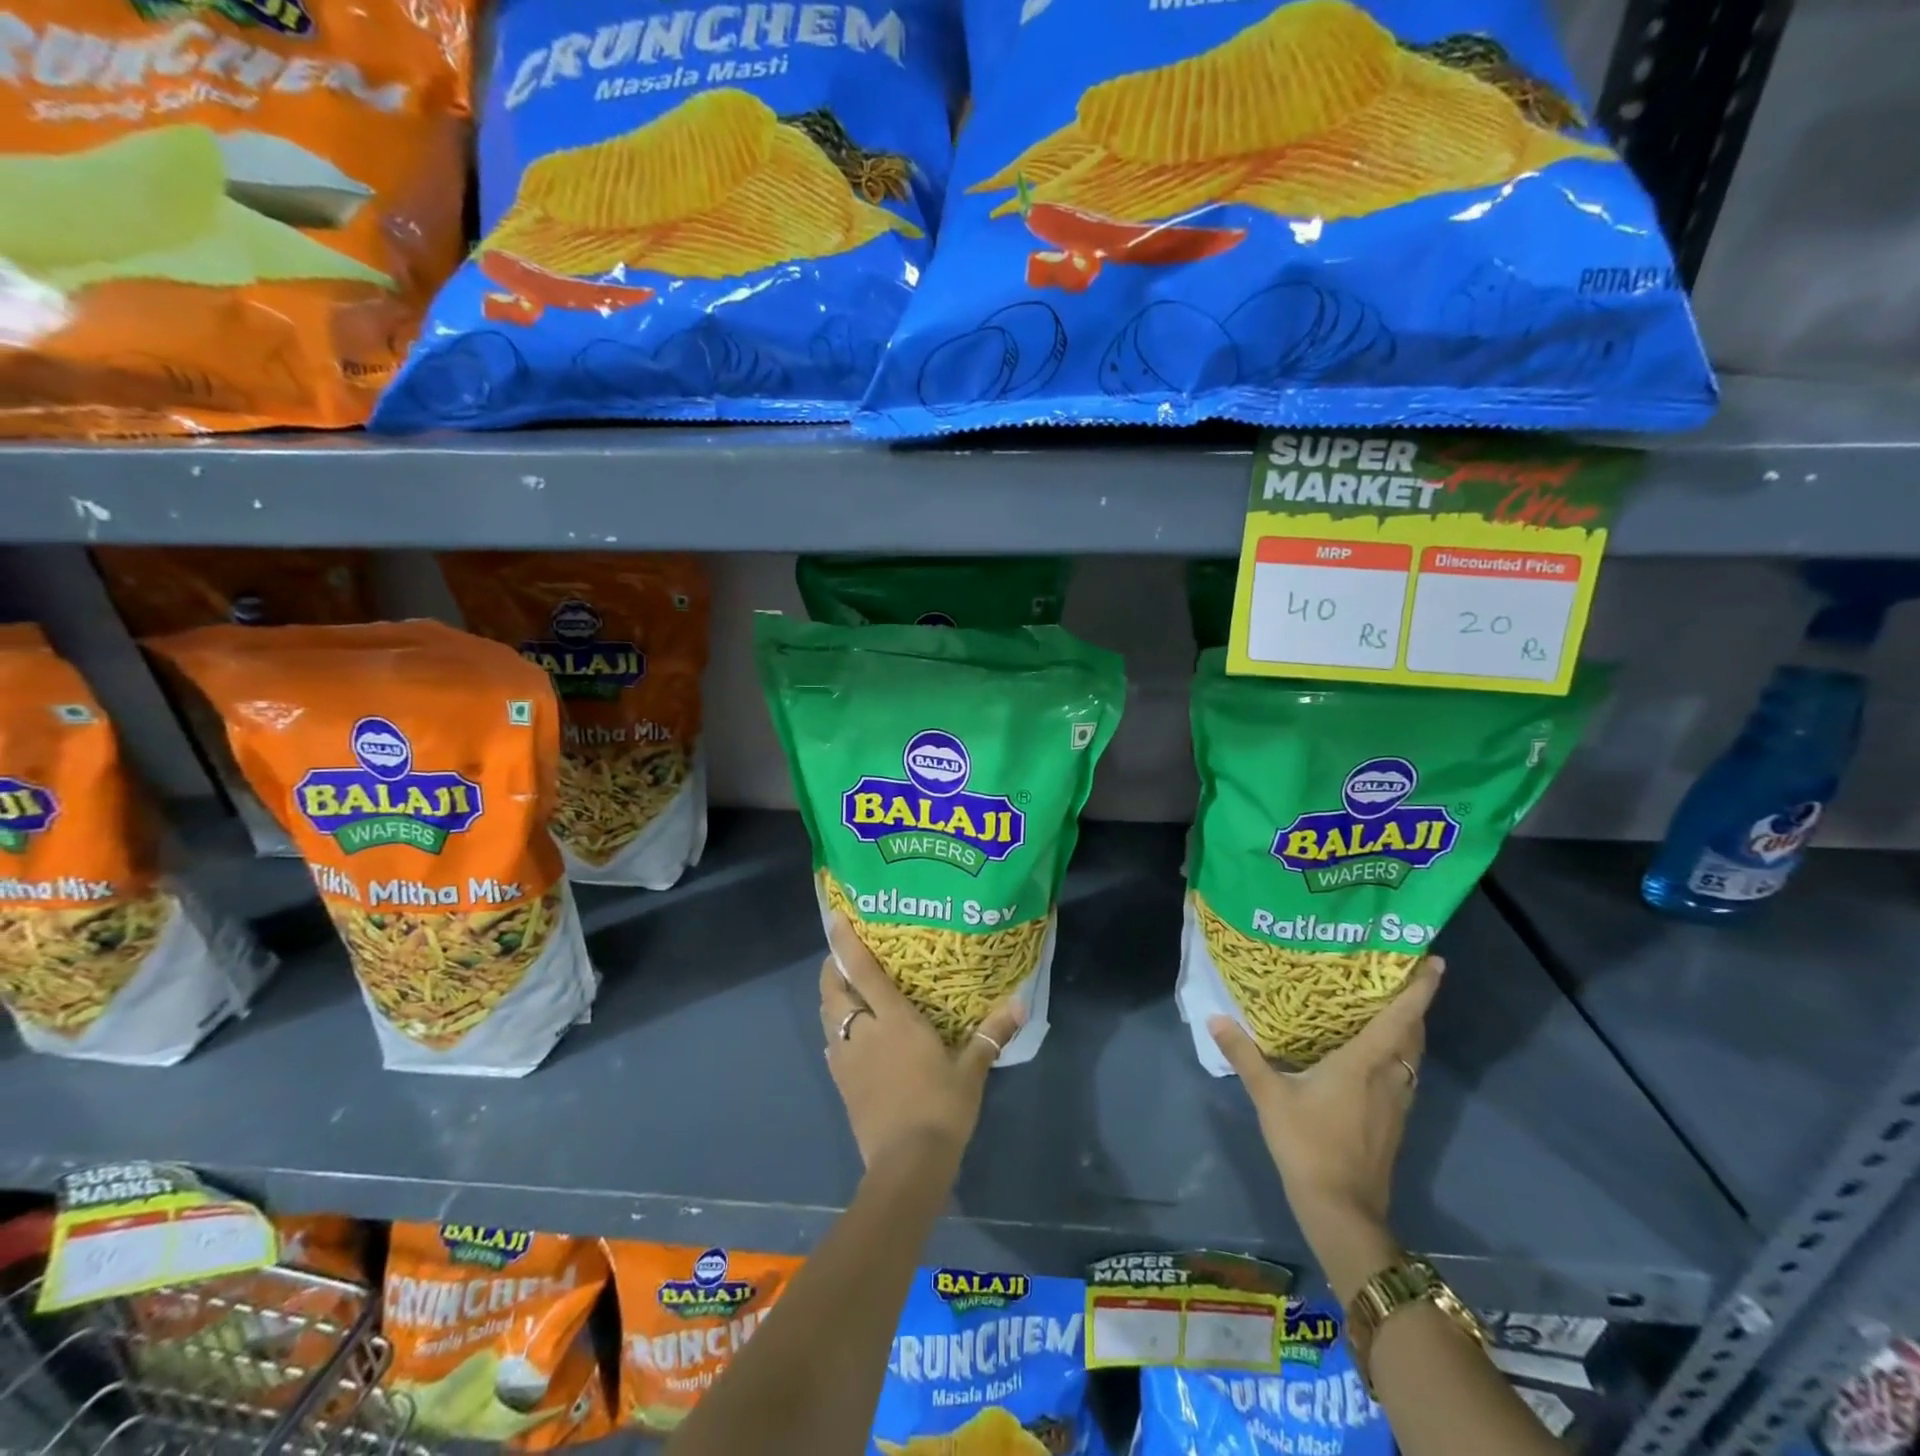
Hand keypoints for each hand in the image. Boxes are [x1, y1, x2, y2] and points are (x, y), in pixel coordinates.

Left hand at [819, 914, 1023, 1172]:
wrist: (908, 1164)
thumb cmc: (941, 1107)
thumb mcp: (971, 1069)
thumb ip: (991, 1034)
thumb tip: (1020, 1004)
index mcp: (892, 1019)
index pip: (861, 970)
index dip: (845, 942)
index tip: (835, 919)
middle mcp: (862, 1031)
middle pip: (833, 990)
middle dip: (833, 969)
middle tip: (846, 958)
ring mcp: (847, 1059)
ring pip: (827, 1017)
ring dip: (832, 999)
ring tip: (849, 992)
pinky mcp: (842, 1084)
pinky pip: (832, 1046)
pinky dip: (836, 1032)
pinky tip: (850, 1039)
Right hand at [1209, 958, 1443, 1242]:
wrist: (1341, 1209)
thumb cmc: (1308, 1143)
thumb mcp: (1269, 1095)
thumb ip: (1244, 1054)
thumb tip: (1215, 1018)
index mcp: (1365, 1064)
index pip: (1399, 1018)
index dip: (1420, 990)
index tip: (1435, 962)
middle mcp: (1389, 1077)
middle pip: (1413, 1035)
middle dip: (1415, 1005)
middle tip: (1403, 977)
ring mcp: (1396, 1102)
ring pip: (1412, 1057)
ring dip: (1409, 1031)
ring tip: (1390, 1009)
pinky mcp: (1394, 1121)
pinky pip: (1405, 1075)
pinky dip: (1399, 1055)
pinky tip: (1375, 1056)